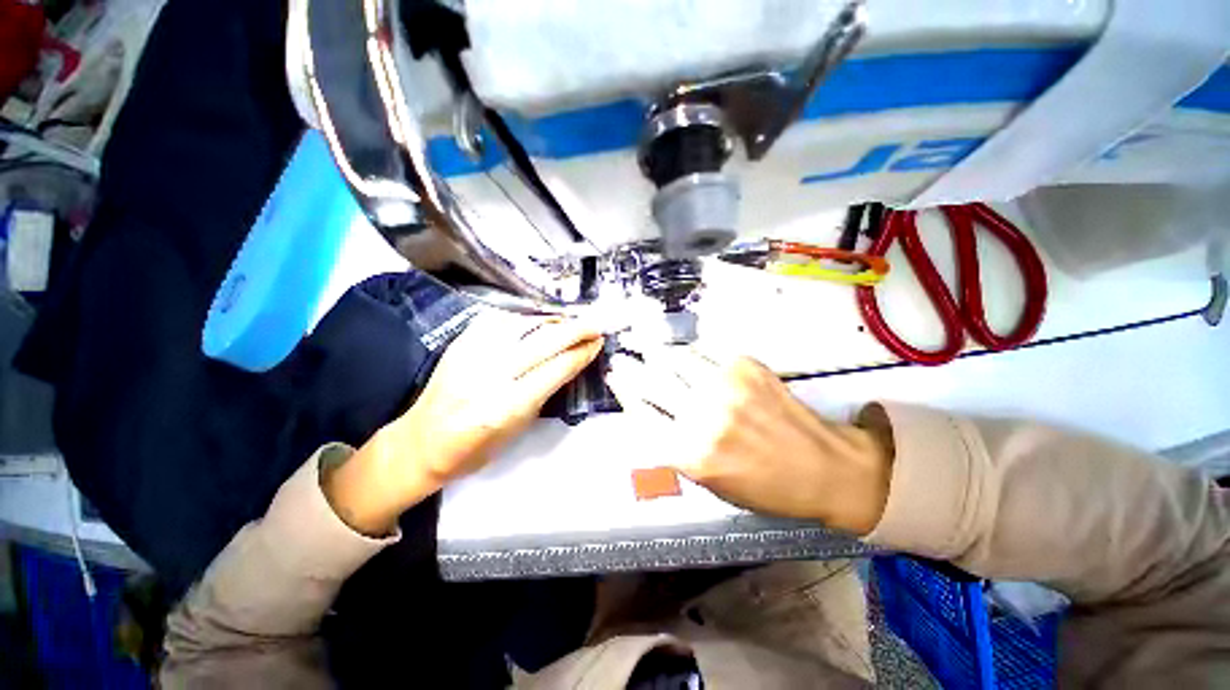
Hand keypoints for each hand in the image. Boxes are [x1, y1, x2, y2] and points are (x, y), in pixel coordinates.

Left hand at [324, 312, 604, 535]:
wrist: (421, 442)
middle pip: (544, 341)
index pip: (556, 369)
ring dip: (554, 320)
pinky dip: (526, 318)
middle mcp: (490, 375)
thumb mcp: (519, 428)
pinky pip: (502, 320)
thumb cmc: (475, 448)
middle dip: (576, 329)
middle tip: (595, 324)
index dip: (581, 352)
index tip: (598, 342)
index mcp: (507, 406)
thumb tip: (570, 361)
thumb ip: (545, 392)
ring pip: (525, 324)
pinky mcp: (461, 342)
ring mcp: (472, 353)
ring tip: (571, 321)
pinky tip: (539, 321)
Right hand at [606, 347, 892, 534]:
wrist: (825, 467)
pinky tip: (682, 353)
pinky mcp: (745, 366)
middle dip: (630, 368)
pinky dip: (688, 352)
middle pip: (652, 381)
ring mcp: (725, 386)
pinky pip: (704, 352)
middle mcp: (703, 416)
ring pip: (675, 359)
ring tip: (647, 349)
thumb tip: (647, 414)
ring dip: (657, 354)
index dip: (625, 392)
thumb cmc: (764, 487)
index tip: (615, 379)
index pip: (641, 413)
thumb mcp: (709, 483)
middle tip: (621, 359)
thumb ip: (673, 449)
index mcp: (691, 454)